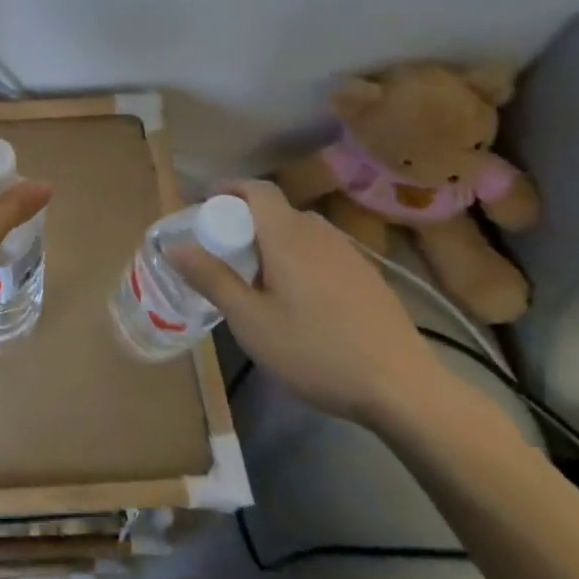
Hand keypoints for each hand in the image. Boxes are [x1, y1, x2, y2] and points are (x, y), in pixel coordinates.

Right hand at [170, 180, 444, 426]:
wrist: (405, 390)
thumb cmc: (317, 351)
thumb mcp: (251, 321)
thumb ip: (212, 279)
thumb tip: (174, 246)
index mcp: (288, 235)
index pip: (257, 189)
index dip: (230, 189)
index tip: (206, 205)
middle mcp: (320, 234)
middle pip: (278, 210)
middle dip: (246, 220)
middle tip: (224, 251)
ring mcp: (350, 255)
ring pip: (302, 232)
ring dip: (274, 241)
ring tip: (259, 276)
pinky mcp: (369, 279)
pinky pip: (323, 252)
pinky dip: (300, 259)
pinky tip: (300, 300)